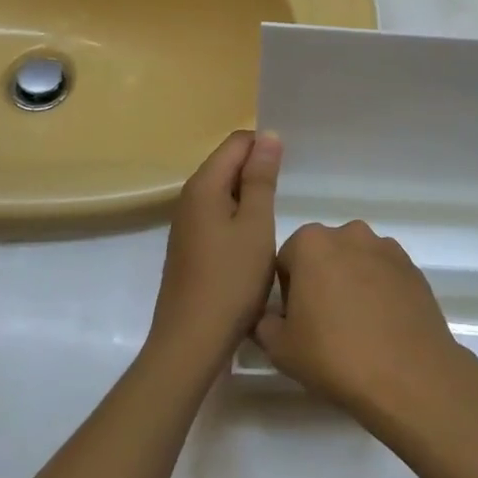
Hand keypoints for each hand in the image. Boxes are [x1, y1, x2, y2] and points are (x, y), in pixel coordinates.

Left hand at [149, 130, 281, 371]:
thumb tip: (268, 136)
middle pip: (227, 164)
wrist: (191, 342)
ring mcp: (186, 224)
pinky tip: (255, 241)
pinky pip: (217, 215)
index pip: (237, 142)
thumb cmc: (231, 280)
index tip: (291, 168)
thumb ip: (261, 179)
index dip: (265, 146)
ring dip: (250, 196)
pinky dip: (238, 217)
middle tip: (290, 191)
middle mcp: (189, 198)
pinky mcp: (190, 247)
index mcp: (203, 185)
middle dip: (258, 169)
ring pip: (223, 191)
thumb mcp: (256, 225)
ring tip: (277, 215)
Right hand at [254, 221, 476, 424]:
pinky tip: (381, 327)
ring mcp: (386, 248)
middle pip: (323, 255)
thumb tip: (268, 318)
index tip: (296, 322)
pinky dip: (379, 292)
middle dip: (320, 281)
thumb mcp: (280, 348)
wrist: (408, 375)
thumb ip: (264, 325)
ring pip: (356, 262)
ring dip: (351, 283)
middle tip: (323, 325)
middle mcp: (350, 233)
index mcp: (311, 242)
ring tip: (357, 327)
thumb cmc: (335, 355)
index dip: (286, 293)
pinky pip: (385, 275)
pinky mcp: (413, 267)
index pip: (286, 261)